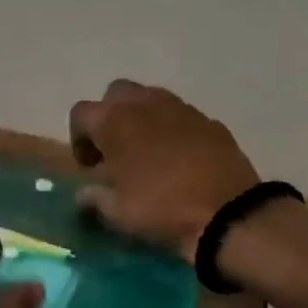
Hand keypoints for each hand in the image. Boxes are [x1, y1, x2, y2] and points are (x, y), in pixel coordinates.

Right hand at [70, 80, 259, 261]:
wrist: (228, 214)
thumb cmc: (161, 209)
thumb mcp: (117, 212)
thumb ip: (94, 198)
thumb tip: (84, 194)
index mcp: (115, 121)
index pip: (81, 113)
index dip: (79, 138)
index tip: (90, 166)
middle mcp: (145, 104)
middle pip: (116, 93)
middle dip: (111, 116)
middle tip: (116, 150)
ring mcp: (182, 109)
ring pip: (151, 98)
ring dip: (143, 118)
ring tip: (148, 153)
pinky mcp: (211, 121)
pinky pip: (183, 117)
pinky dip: (174, 130)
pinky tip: (181, 160)